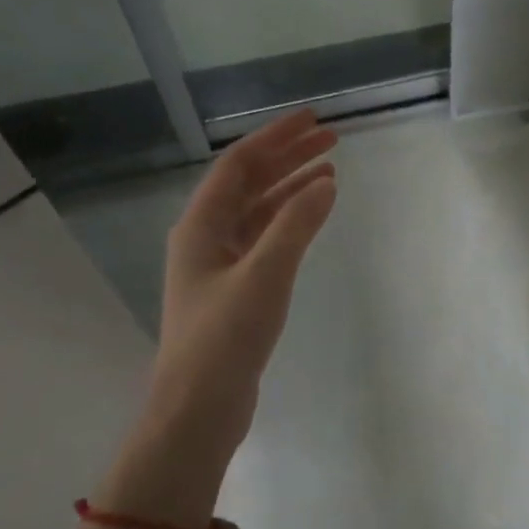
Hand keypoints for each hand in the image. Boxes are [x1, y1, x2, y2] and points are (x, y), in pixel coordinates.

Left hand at [151, 109, 337, 460]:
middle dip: (288, 158)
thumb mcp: (264, 275)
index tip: (312, 119)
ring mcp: (219, 264)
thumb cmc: (224, 338)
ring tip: (330, 172)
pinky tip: (313, 216)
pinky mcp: (235, 288)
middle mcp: (206, 237)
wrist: (198, 409)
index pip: (239, 164)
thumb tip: (325, 182)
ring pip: (258, 211)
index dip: (275, 137)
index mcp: (201, 225)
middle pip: (249, 183)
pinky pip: (264, 239)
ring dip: (291, 188)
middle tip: (331, 140)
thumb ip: (295, 226)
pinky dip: (289, 222)